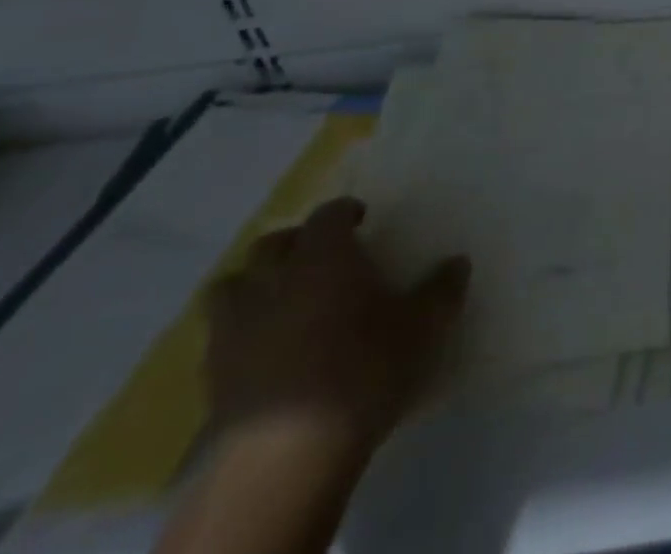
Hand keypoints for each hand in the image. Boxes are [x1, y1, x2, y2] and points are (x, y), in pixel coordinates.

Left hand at [205, 198, 468, 456]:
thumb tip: (458, 263)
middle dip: (292, 244)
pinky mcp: (213, 379)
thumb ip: (441, 290)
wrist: (285, 457)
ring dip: (252, 285)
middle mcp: (275, 281)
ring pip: (229, 288)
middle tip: (317, 257)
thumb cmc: (363, 371)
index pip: (328, 215)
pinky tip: (264, 351)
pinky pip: (219, 339)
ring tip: (278, 300)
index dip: (344, 213)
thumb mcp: (422, 328)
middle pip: (270, 245)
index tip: (361, 220)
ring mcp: (235, 330)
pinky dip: (239, 334)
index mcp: (324, 258)